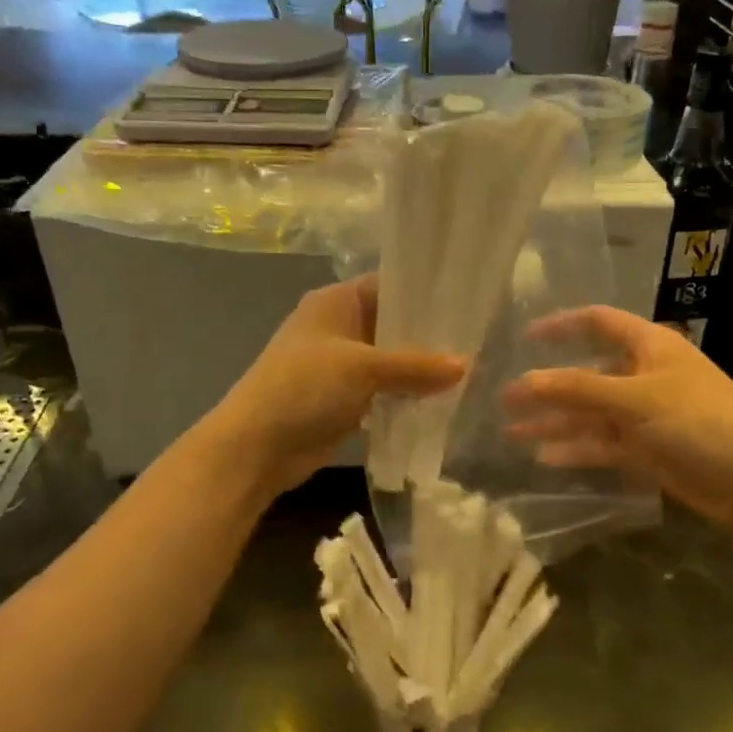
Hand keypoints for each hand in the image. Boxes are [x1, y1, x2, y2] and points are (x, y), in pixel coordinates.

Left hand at [212, 276, 464, 497]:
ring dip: (418, 370)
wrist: (256, 446)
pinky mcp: (342, 398)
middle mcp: (338, 326)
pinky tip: (440, 401)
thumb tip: (466, 365)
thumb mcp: (364, 368)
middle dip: (428, 336)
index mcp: (336, 301)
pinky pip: (382, 390)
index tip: (466, 303)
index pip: (389, 285)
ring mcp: (339, 364)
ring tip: (468, 371)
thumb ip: (416, 366)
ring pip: (389, 360)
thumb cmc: (305, 387)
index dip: (425, 292)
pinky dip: (404, 395)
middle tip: (477, 341)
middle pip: (392, 324)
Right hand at [502, 306, 732, 531]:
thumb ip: (577, 388)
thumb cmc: (699, 421)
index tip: (524, 336)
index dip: (561, 325)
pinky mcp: (647, 449)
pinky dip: (576, 449)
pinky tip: (544, 458)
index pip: (598, 322)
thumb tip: (525, 380)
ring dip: (555, 422)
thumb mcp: (635, 398)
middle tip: (505, 399)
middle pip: (586, 374)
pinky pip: (603, 444)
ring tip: (512, 432)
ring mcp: (645, 415)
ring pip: (590, 413)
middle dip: (548, 386)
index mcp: (649, 347)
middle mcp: (644, 376)